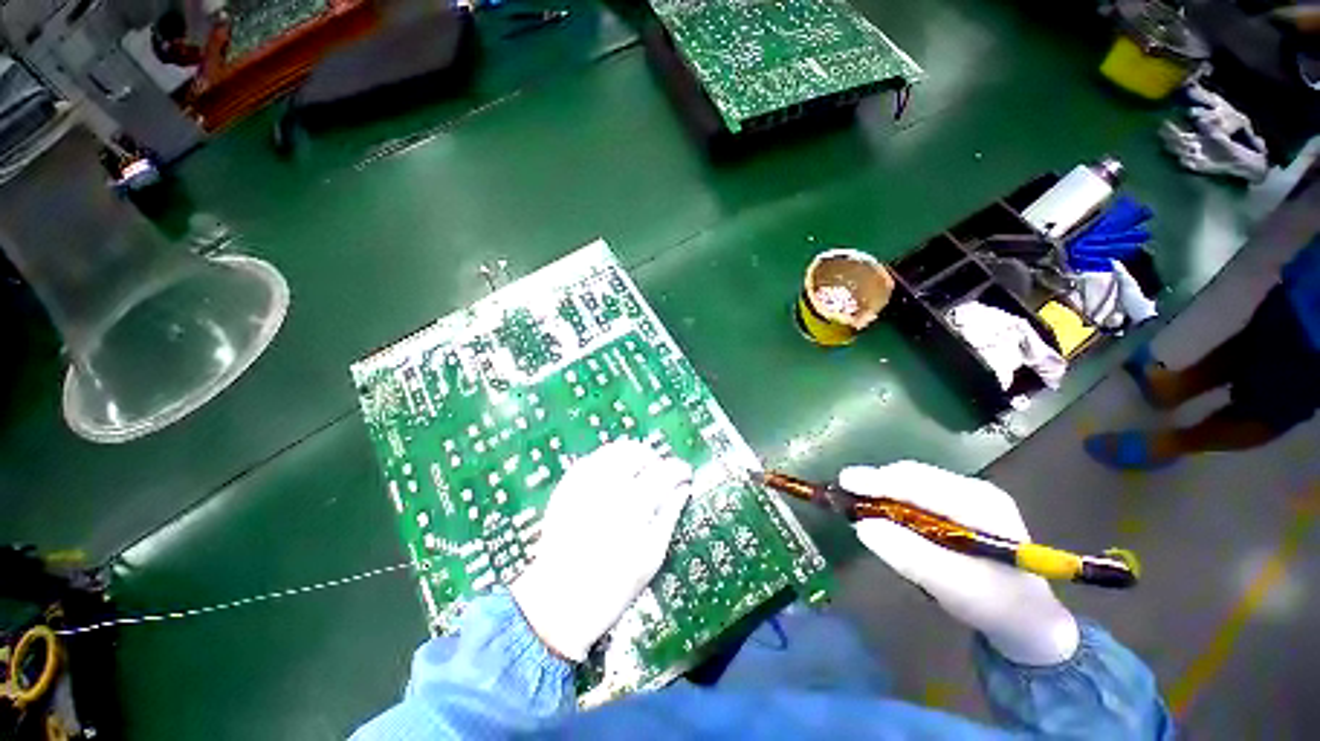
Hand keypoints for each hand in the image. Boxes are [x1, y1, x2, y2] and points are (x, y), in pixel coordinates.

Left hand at [511, 440, 692, 660]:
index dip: (680, 470)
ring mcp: (584, 484)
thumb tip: (683, 490)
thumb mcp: (652, 557)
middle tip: (661, 475)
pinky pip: (591, 460)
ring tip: (637, 473)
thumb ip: (669, 515)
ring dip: (631, 456)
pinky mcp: (566, 487)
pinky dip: (607, 462)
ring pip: (614, 450)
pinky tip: (612, 478)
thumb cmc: (612, 587)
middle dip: (655, 459)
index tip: (686, 476)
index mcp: (634, 504)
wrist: (558, 604)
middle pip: (638, 452)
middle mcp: (609, 486)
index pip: (665, 471)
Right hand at [843, 461, 1079, 665]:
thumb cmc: (995, 606)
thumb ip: (910, 556)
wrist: (1028, 619)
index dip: (880, 480)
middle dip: (877, 481)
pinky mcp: (960, 502)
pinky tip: (883, 508)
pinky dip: (894, 496)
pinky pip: (917, 489)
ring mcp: (969, 493)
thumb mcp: (953, 588)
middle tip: (845, 491)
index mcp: (983, 506)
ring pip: (913, 479)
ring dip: (883, 488)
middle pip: (915, 475)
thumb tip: (862, 526)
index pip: (923, 484)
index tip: (845, 482)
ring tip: (859, 499)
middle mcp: (976, 490)